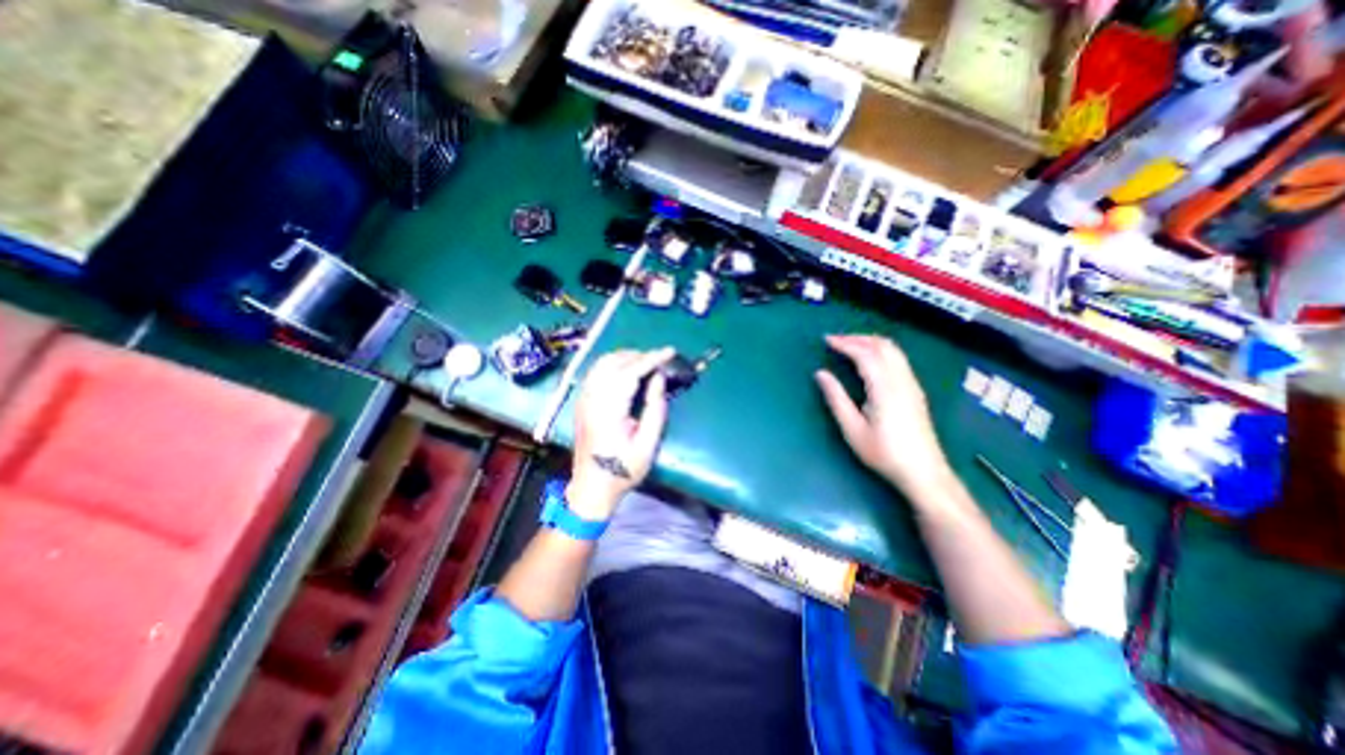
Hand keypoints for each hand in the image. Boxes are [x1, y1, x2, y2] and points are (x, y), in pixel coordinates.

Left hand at [565, 349, 678, 519]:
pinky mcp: (581, 401)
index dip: (651, 358)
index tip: (669, 351)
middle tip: (660, 359)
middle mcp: (591, 398)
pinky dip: (613, 364)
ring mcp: (583, 399)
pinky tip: (626, 370)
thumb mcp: (647, 444)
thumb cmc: (622, 469)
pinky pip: (596, 371)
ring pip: (602, 363)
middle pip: (614, 362)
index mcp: (608, 410)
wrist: (591, 487)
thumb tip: (658, 378)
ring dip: (625, 357)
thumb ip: (655, 408)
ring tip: (646, 362)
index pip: (630, 372)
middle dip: (639, 355)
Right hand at [815, 335, 948, 495]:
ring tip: (850, 346)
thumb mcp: (852, 429)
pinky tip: (869, 360)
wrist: (923, 472)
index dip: (845, 344)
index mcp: (884, 389)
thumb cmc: (883, 453)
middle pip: (883, 346)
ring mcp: (912, 384)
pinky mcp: (915, 390)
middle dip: (858, 338)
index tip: (827, 340)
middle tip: (836, 340)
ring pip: (894, 350)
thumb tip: (820, 374)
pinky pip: (899, 359)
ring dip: (871, 342)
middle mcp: (902, 380)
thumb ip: (836, 398)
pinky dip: (881, 351)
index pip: (865, 354)